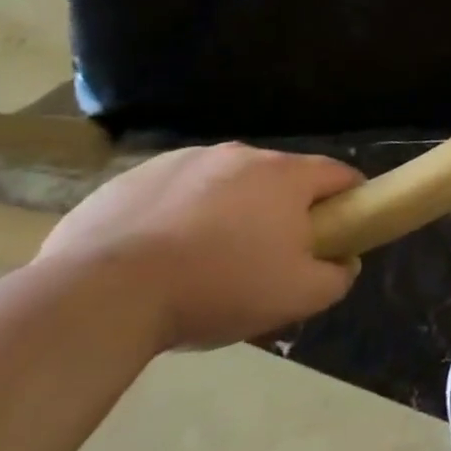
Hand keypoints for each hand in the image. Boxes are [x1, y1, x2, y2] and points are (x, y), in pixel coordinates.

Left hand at [38, 143, 362, 350]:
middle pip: (279, 178)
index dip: (349, 199)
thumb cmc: (217, 287)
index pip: (338, 174)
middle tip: (269, 255)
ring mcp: (183, 161)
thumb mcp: (297, 296)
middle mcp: (240, 154)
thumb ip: (337, 277)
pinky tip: (159, 256)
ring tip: (206, 259)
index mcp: (286, 175)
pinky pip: (173, 193)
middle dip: (283, 209)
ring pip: (224, 183)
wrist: (102, 295)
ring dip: (228, 210)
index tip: (342, 228)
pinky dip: (178, 215)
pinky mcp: (132, 178)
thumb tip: (343, 261)